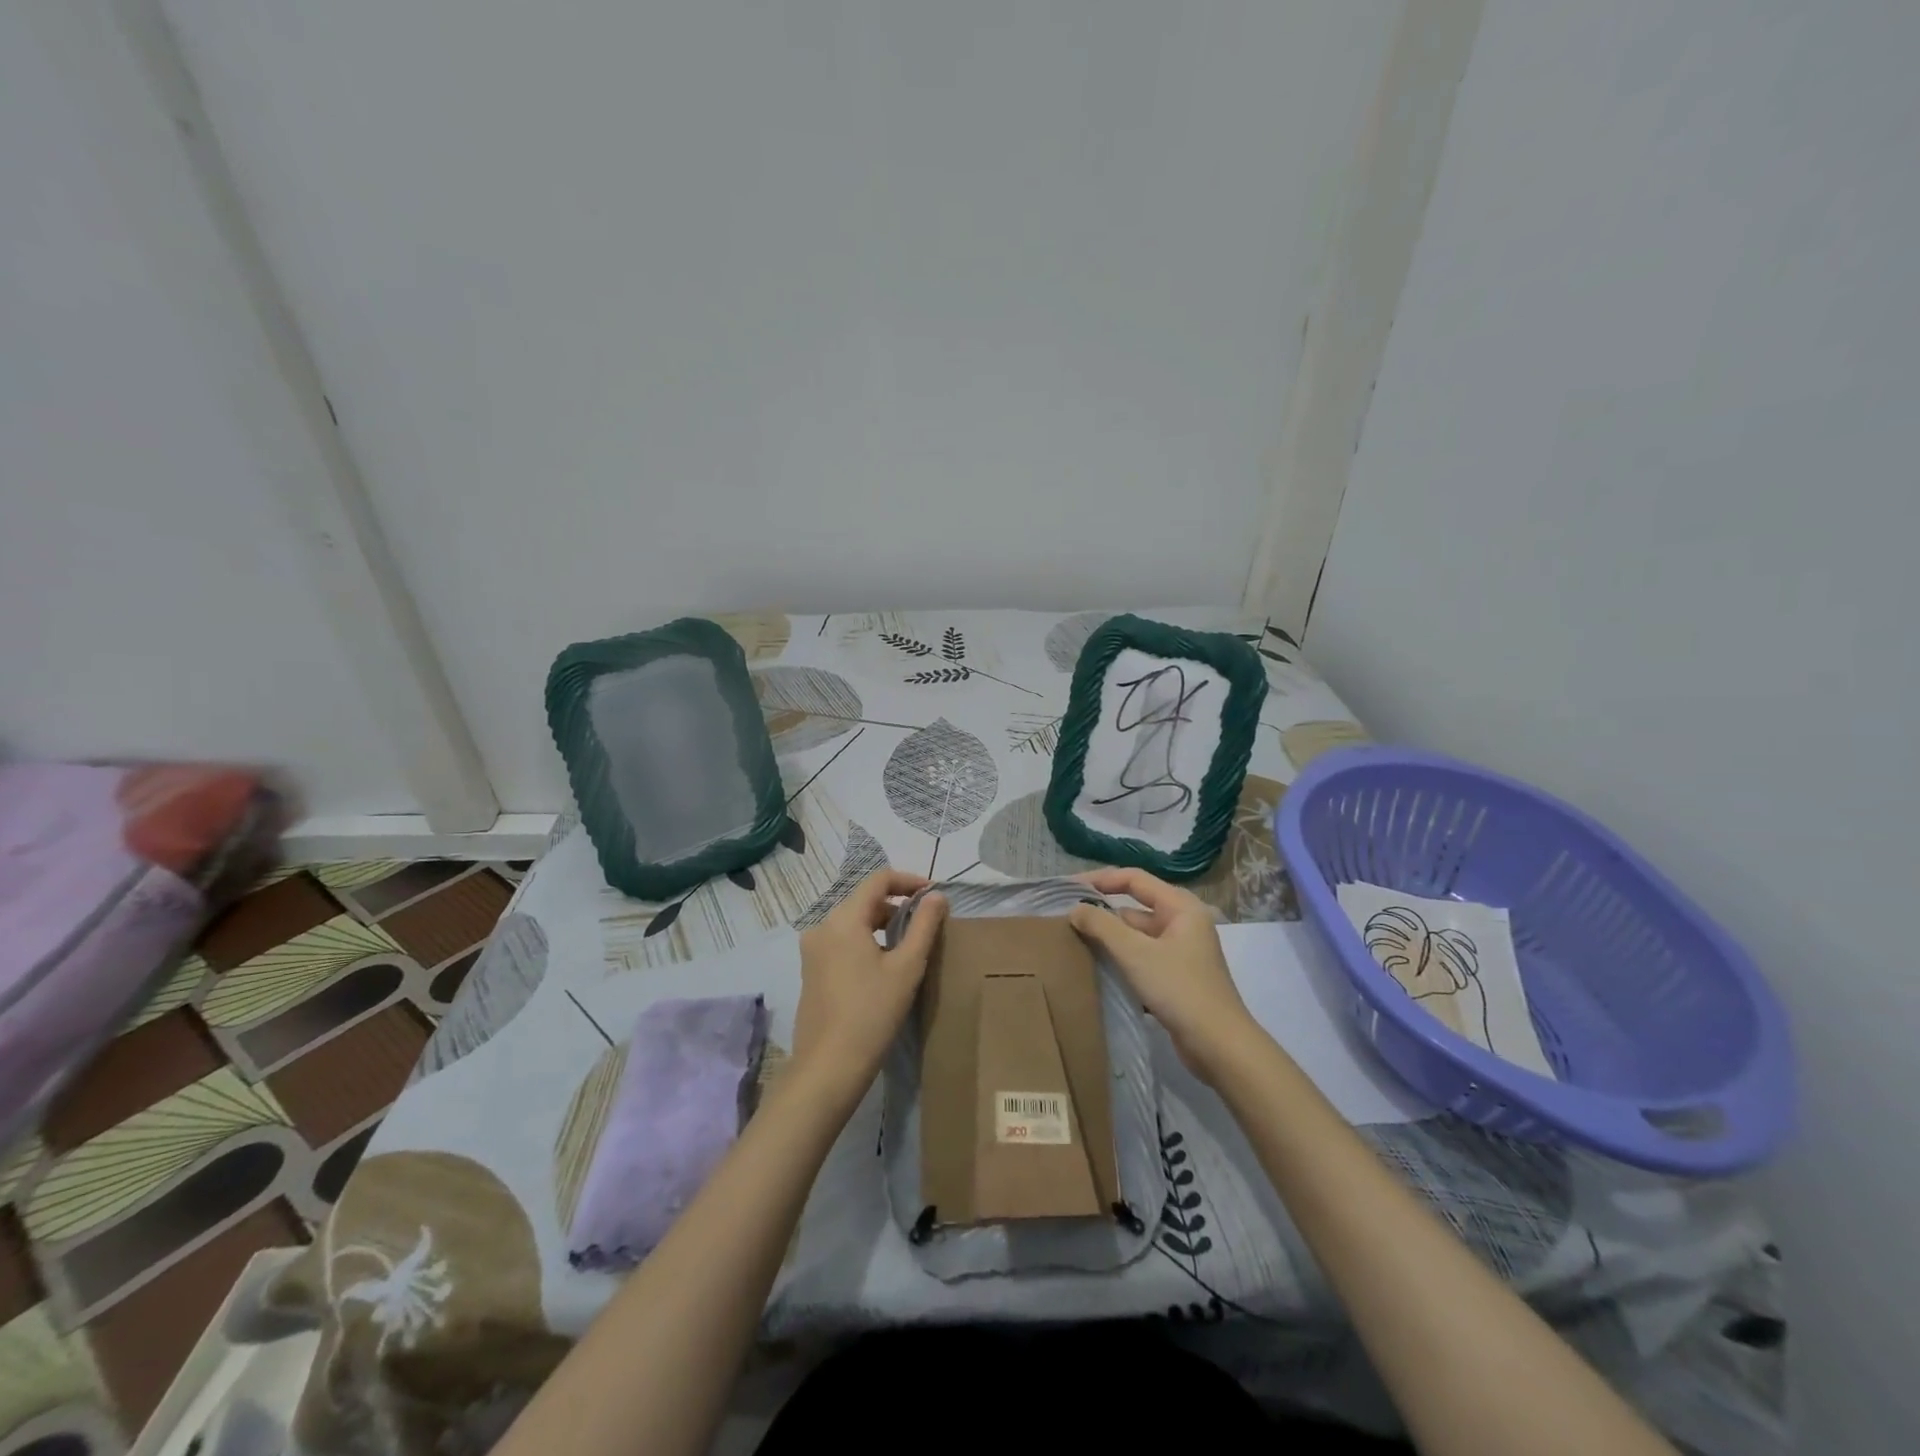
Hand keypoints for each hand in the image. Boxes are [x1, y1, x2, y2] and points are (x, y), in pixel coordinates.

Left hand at [791, 870, 947, 1103]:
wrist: (828, 1067)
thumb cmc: (872, 1013)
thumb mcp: (907, 967)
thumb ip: (924, 926)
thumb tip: (937, 896)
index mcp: (843, 919)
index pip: (878, 880)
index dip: (908, 880)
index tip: (933, 894)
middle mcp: (822, 926)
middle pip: (864, 899)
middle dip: (896, 904)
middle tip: (926, 922)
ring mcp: (812, 950)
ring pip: (852, 921)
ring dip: (881, 923)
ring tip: (908, 944)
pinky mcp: (811, 970)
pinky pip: (841, 941)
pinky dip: (865, 940)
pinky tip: (882, 965)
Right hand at [1068, 867, 1260, 1077]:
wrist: (1220, 1047)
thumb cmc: (1180, 990)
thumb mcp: (1135, 954)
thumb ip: (1102, 926)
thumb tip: (1075, 909)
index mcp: (1181, 907)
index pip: (1134, 879)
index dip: (1100, 879)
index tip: (1068, 888)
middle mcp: (1183, 923)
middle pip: (1134, 907)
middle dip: (1102, 912)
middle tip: (1066, 919)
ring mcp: (1181, 951)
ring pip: (1137, 935)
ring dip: (1109, 938)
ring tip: (1073, 942)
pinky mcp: (1176, 977)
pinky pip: (1141, 957)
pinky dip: (1121, 959)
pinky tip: (1096, 968)